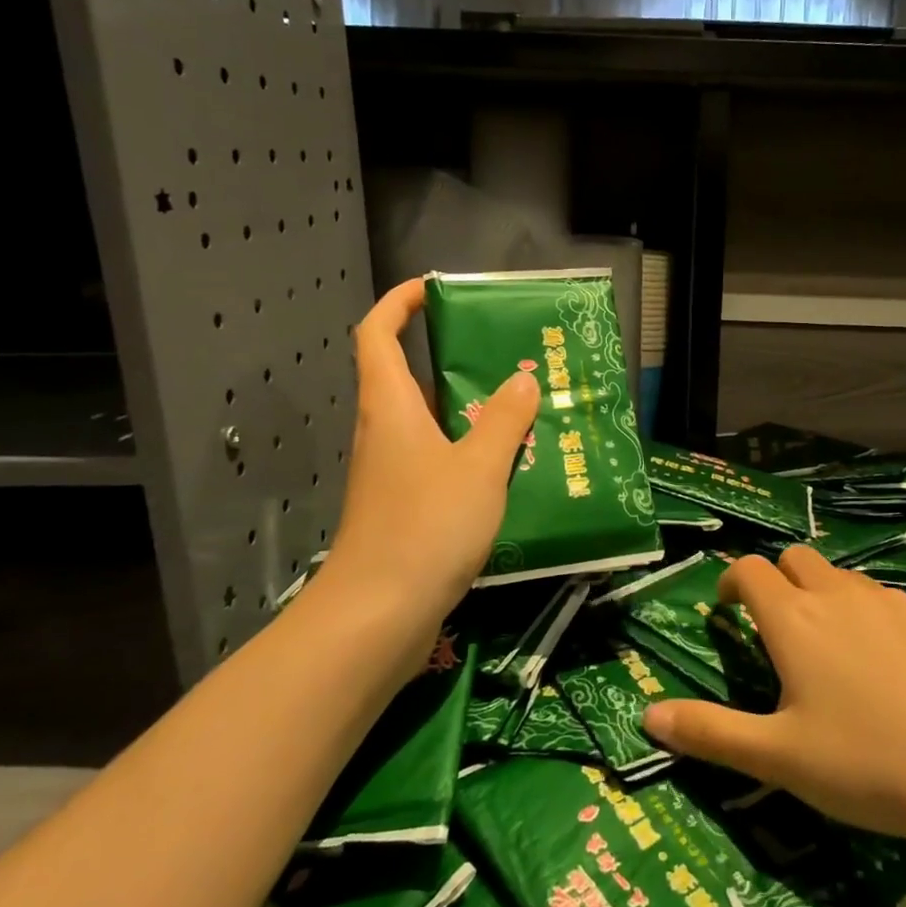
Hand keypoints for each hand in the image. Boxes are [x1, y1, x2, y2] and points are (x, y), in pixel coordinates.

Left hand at [327, 279, 538, 682]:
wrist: (377, 617)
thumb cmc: (425, 527)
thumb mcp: (479, 467)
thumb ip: (503, 420)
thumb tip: (522, 380)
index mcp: (391, 407)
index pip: (377, 334)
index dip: (399, 303)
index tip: (436, 289)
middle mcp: (386, 432)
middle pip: (413, 377)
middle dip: (458, 361)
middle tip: (512, 358)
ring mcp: (393, 472)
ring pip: (433, 424)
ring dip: (473, 413)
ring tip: (528, 409)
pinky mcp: (405, 507)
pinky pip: (441, 462)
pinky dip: (473, 454)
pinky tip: (513, 468)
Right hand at [642, 545, 905, 846]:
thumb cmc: (864, 765)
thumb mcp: (776, 757)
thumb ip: (709, 733)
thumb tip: (647, 715)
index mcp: (795, 619)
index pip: (749, 570)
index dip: (731, 582)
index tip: (727, 610)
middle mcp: (841, 595)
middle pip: (798, 558)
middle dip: (780, 580)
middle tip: (780, 629)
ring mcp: (895, 603)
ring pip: (848, 579)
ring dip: (830, 599)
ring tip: (837, 653)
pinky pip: (896, 607)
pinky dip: (880, 624)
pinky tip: (897, 674)